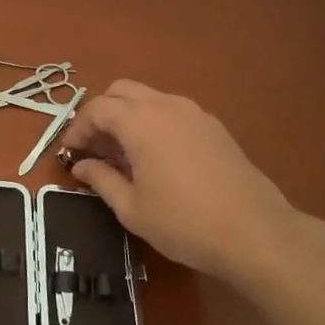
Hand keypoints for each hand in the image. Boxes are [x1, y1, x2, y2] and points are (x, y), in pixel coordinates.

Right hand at [58, 81, 307, 289]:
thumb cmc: (183, 223)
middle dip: (101, 113)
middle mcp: (165, 106)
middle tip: (94, 146)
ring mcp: (194, 113)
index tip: (70, 152)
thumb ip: (101, 180)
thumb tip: (81, 166)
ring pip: (149, 98)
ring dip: (128, 115)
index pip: (97, 108)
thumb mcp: (131, 208)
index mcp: (139, 122)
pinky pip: (173, 111)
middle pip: (122, 91)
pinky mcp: (214, 127)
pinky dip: (154, 122)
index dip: (77, 128)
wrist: (255, 233)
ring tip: (123, 153)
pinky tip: (157, 156)